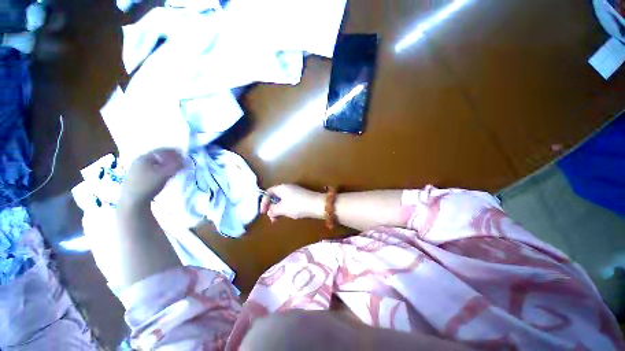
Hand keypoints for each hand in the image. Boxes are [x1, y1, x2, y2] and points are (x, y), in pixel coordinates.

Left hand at [119, 148, 184, 209]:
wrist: (132, 201)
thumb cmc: (149, 185)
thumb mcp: (165, 174)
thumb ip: (176, 166)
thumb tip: (185, 160)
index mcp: (145, 157)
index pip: (161, 150)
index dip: (174, 152)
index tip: (183, 154)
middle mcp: (139, 160)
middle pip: (157, 156)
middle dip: (169, 157)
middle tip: (179, 161)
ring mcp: (135, 168)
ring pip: (153, 162)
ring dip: (164, 163)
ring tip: (173, 168)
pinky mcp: (135, 176)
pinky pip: (150, 168)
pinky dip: (159, 168)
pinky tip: (162, 174)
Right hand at [260, 184, 323, 221]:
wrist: (317, 205)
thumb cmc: (297, 205)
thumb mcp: (283, 208)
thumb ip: (273, 210)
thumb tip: (269, 211)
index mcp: (282, 188)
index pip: (268, 192)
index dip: (264, 202)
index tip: (263, 213)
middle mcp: (288, 188)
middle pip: (275, 196)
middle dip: (271, 207)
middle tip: (272, 218)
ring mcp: (295, 192)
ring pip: (282, 200)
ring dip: (278, 209)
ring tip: (279, 219)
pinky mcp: (301, 197)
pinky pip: (289, 202)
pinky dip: (286, 209)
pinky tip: (288, 215)